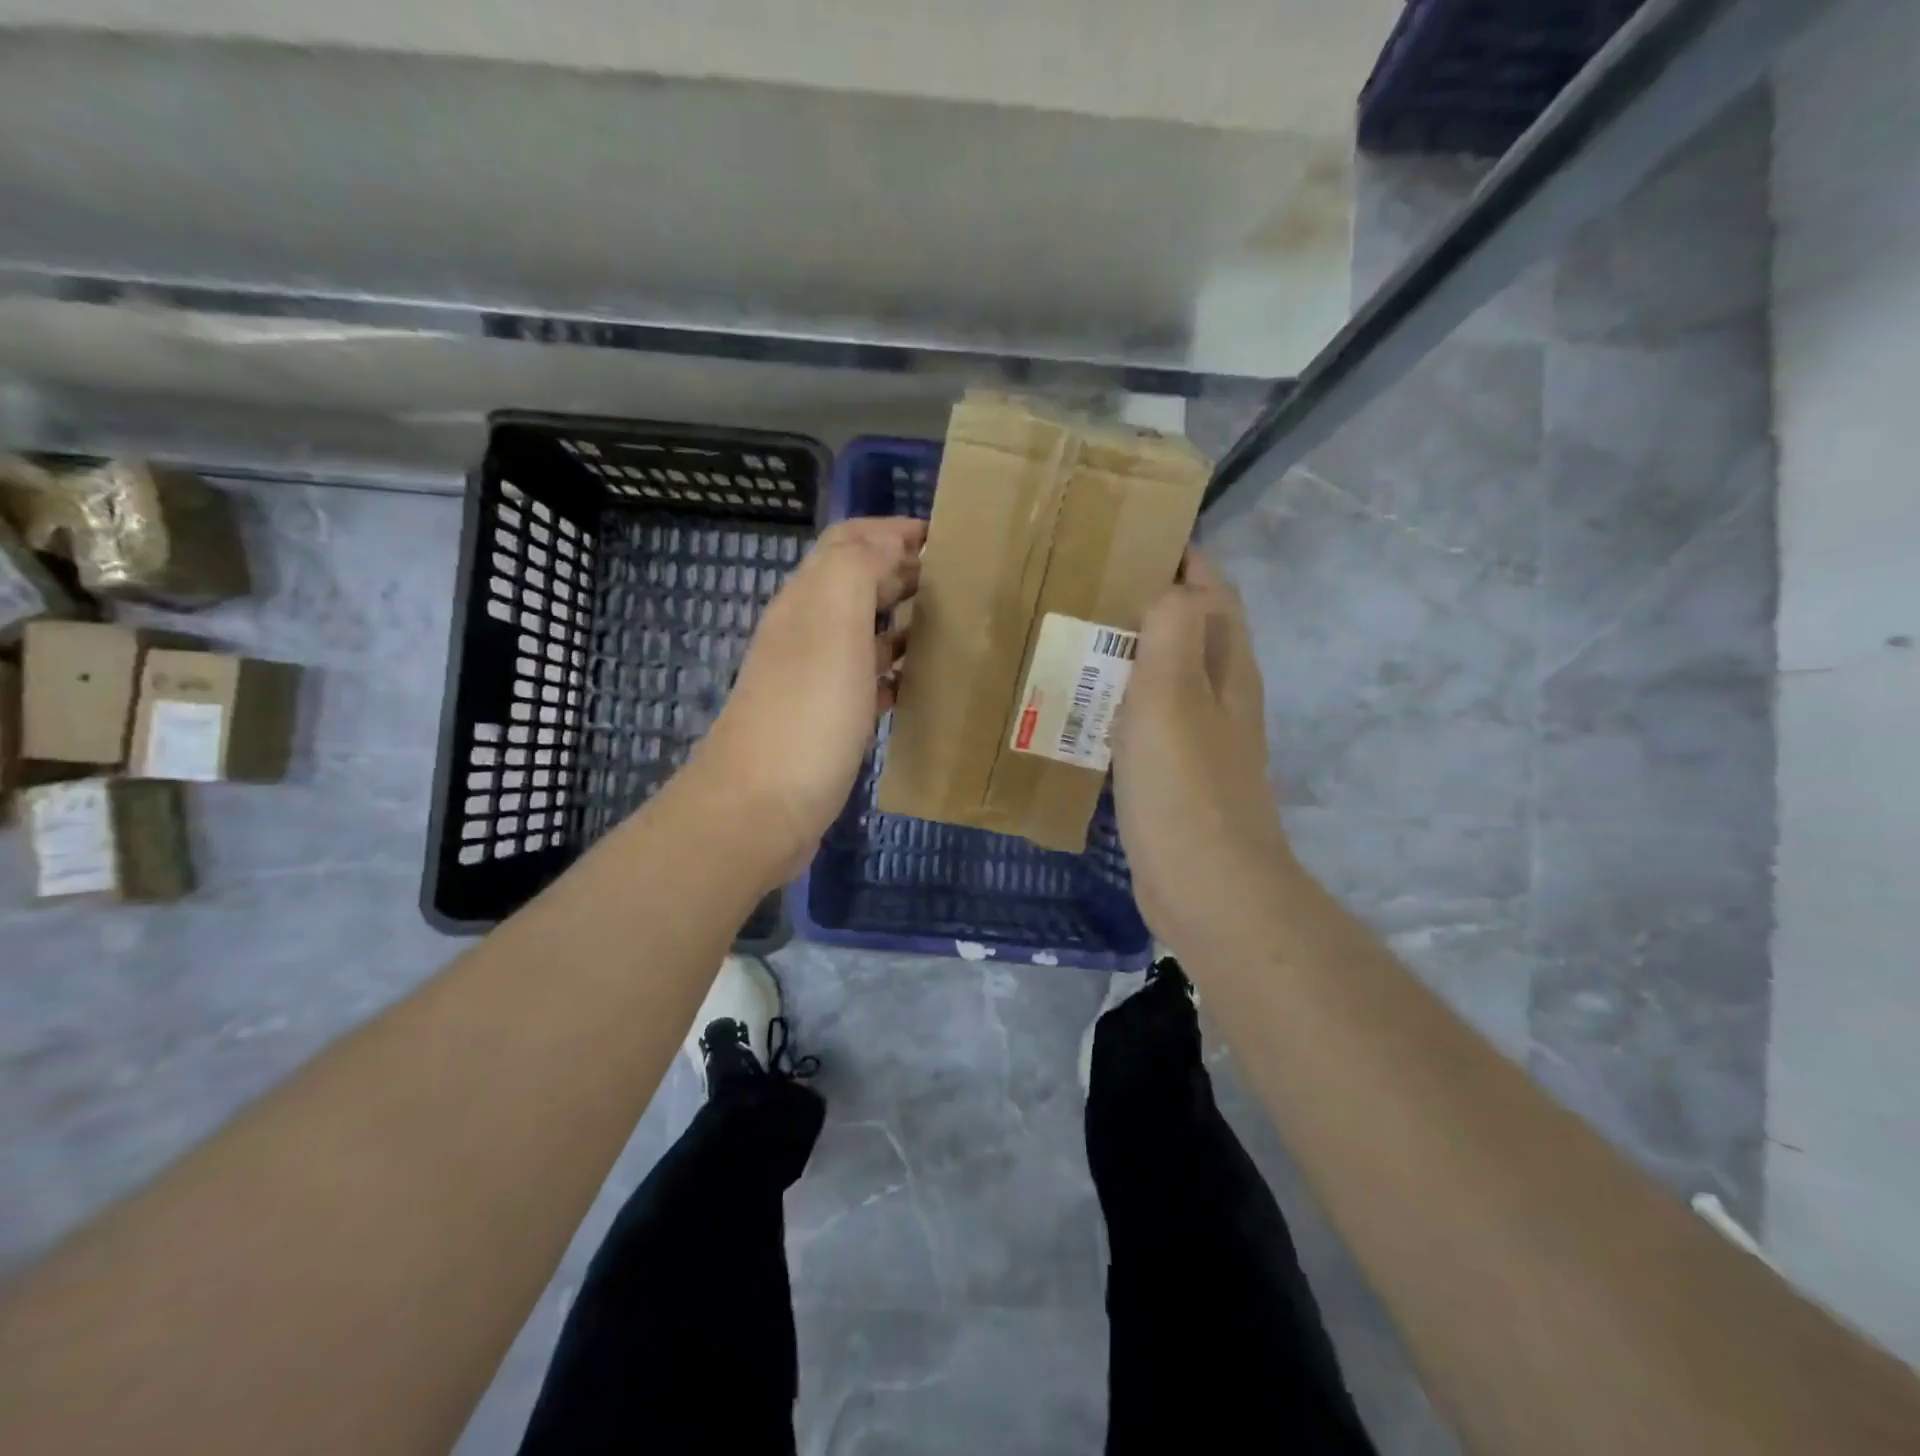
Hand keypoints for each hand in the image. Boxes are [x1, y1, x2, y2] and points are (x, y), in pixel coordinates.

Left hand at [695, 517, 923, 880]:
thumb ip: (857, 568)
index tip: (948, 539)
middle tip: (962, 584)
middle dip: (906, 573)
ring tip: (955, 630)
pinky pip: (868, 681)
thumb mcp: (833, 624)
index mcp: (808, 600)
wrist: (761, 807)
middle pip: (858, 584)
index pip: (848, 542)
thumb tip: (888, 541)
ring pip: (865, 634)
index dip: (893, 531)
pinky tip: (924, 685)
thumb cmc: (807, 712)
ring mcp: (815, 679)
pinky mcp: (826, 721)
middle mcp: (807, 632)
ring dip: (905, 623)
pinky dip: (896, 672)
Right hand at [1111, 549, 1294, 951]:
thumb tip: (1169, 584)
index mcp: (1226, 663)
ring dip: (1127, 651)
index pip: (1210, 587)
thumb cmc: (1185, 784)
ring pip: (1163, 674)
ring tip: (1072, 635)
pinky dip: (1117, 701)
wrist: (1206, 884)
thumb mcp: (1174, 692)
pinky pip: (1144, 718)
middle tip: (1081, 584)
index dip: (1178, 555)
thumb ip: (1175, 628)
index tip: (1124, 535)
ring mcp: (1199, 735)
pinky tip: (1080, 706)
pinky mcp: (1174, 772)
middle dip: (1146, 598)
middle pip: (1188, 627)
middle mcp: (1220, 692)